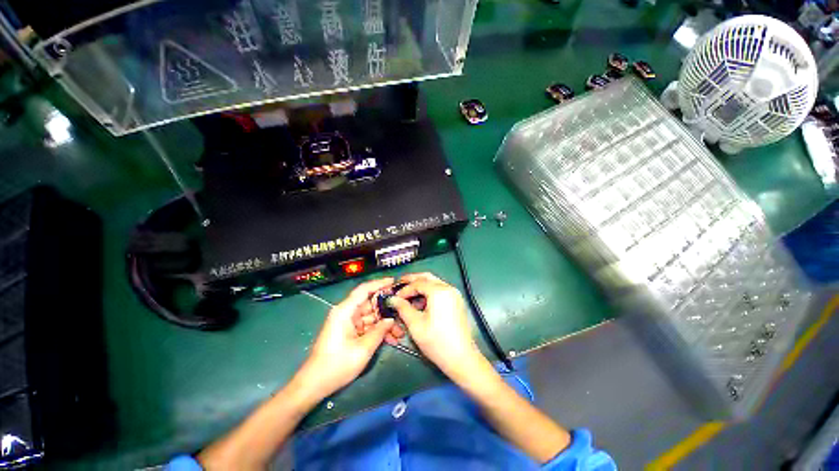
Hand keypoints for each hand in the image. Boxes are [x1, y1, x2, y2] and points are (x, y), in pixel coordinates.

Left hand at [293, 278, 395, 401]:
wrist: (314, 385)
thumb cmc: (337, 365)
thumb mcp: (363, 348)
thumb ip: (379, 331)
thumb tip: (391, 319)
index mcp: (345, 311)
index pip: (364, 290)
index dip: (379, 283)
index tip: (394, 281)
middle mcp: (346, 313)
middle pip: (370, 304)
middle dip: (387, 310)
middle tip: (403, 313)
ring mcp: (348, 323)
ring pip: (371, 316)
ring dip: (384, 324)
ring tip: (400, 332)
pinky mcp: (349, 332)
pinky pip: (367, 326)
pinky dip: (378, 331)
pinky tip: (391, 339)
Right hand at [389, 273, 484, 378]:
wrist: (462, 358)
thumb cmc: (437, 342)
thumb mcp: (416, 325)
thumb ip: (403, 308)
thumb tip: (393, 299)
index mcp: (439, 291)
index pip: (418, 283)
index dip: (404, 289)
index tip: (394, 297)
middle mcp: (448, 288)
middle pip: (427, 277)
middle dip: (412, 280)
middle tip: (399, 284)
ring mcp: (455, 294)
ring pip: (434, 283)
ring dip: (420, 287)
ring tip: (408, 297)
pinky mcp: (457, 301)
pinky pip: (440, 291)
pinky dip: (429, 293)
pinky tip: (421, 304)